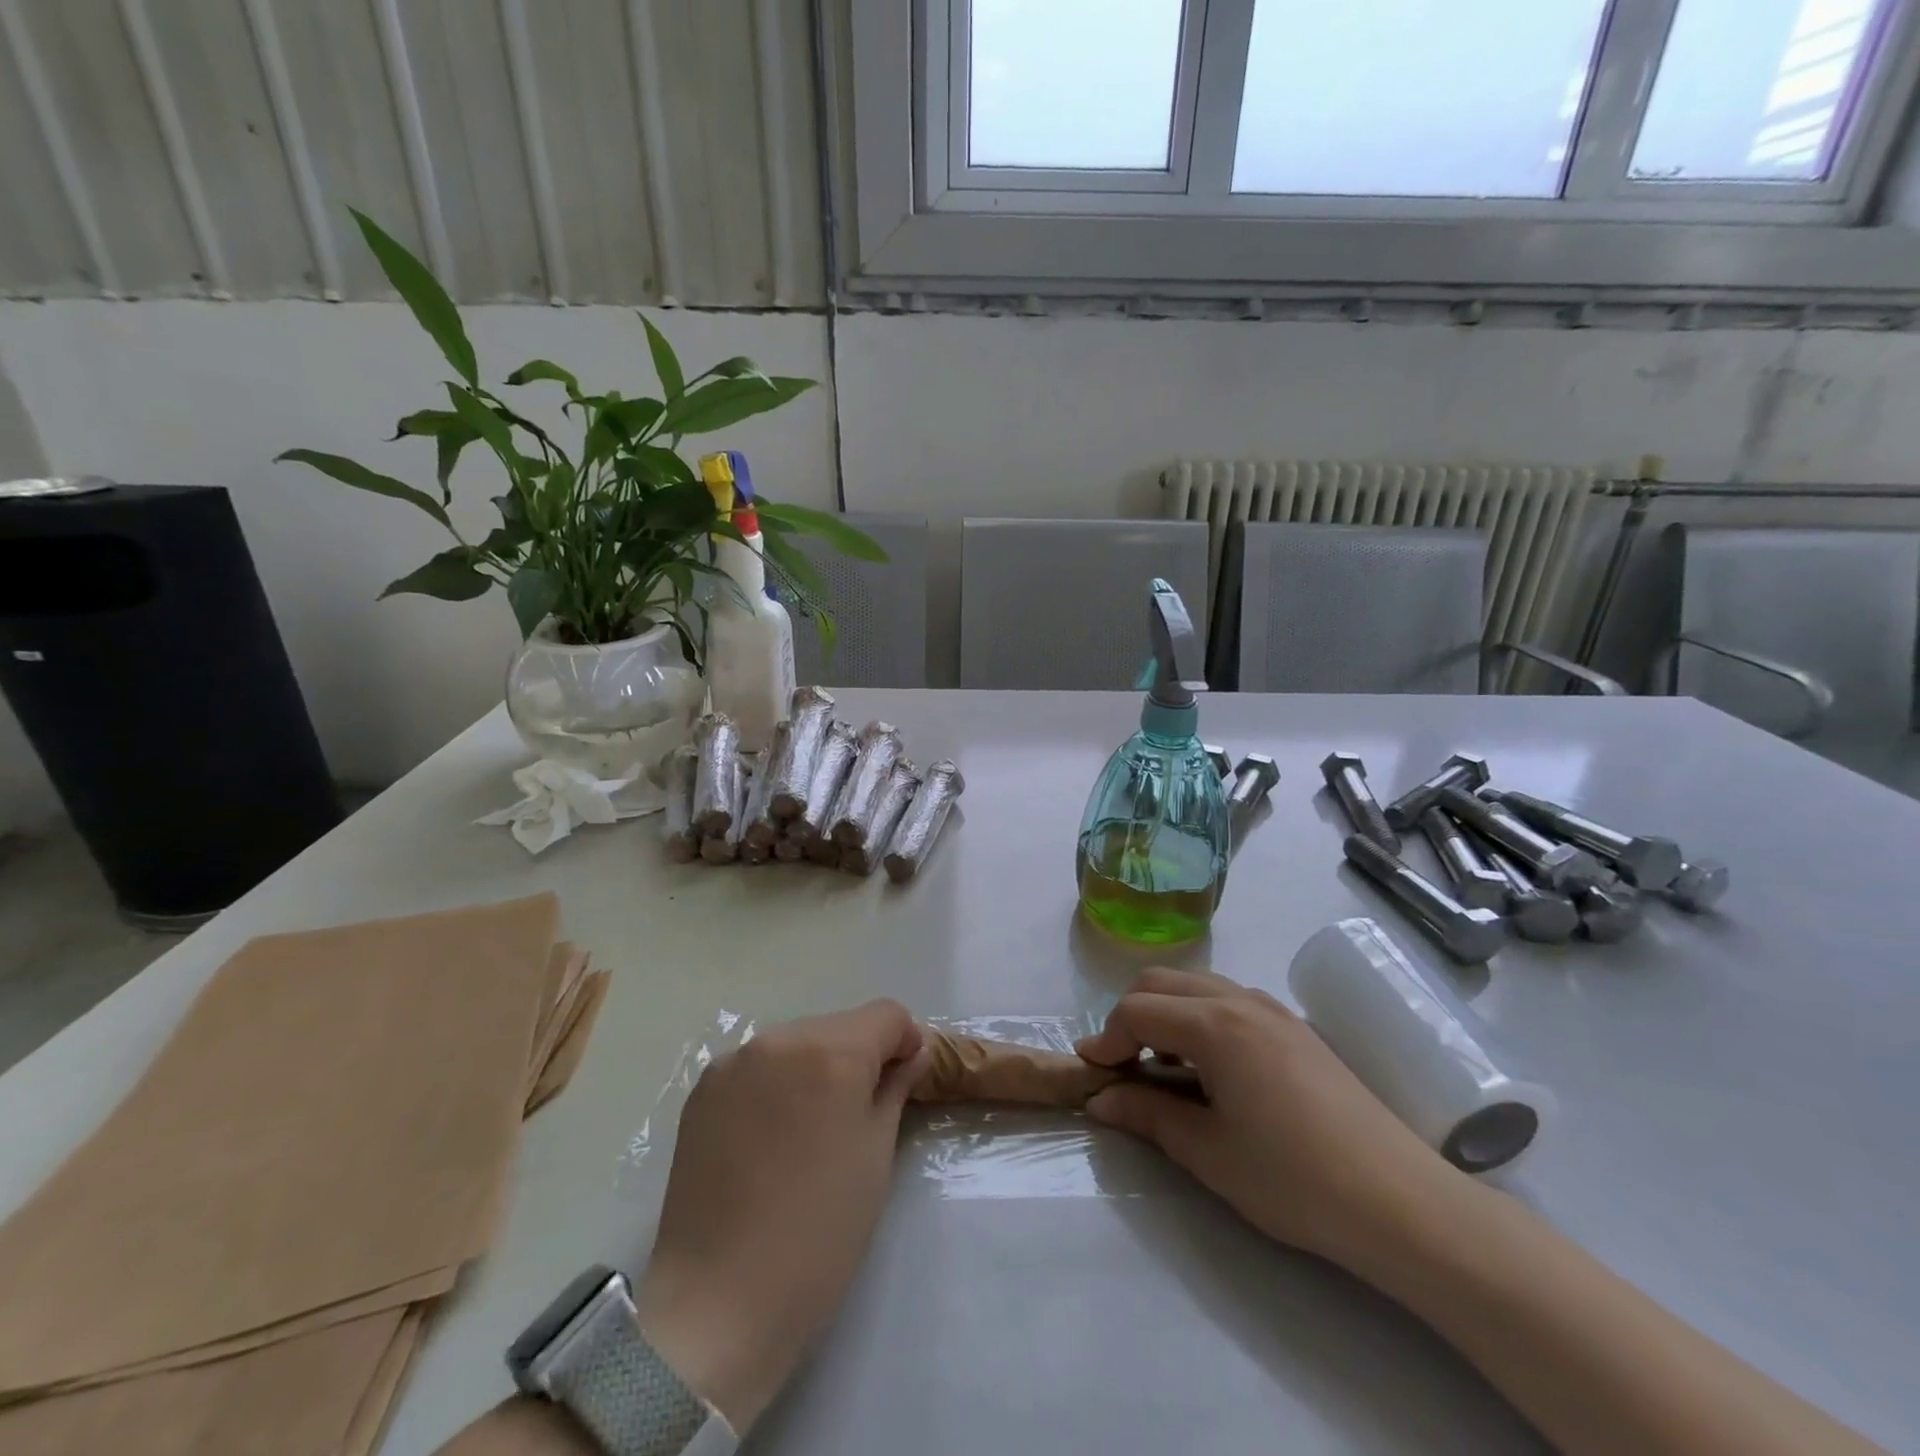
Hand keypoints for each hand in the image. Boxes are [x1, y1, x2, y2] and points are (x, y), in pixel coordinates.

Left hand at [636, 1000, 927, 1432]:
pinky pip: (759, 1064)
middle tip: (858, 1115)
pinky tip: (771, 1136)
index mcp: (831, 1053)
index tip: (904, 1083)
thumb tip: (909, 1054)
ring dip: (815, 1067)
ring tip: (810, 1129)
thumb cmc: (818, 1235)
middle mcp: (781, 1039)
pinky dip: (777, 1082)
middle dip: (859, 1055)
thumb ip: (894, 1088)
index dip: (905, 1043)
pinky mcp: (704, 1088)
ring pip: (798, 1041)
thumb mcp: (876, 1157)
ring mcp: (735, 1061)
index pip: (887, 1014)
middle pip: (840, 1025)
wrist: (717, 1303)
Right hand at [1078, 968, 1464, 1272]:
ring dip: (1167, 1013)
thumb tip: (1101, 1100)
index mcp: (1213, 1024)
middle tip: (1125, 1068)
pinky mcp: (1295, 1027)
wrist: (1401, 1202)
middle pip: (1161, 982)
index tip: (1094, 1075)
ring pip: (1196, 985)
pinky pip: (1229, 1000)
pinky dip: (1201, 1017)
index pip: (1137, 1010)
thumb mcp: (1208, 1153)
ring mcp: (1272, 1009)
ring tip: (1167, 1069)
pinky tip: (1213, 1069)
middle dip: (1131, 1017)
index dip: (1107, 1039)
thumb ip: (1147, 1115)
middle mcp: (1239, 1000)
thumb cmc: (1293, 1179)